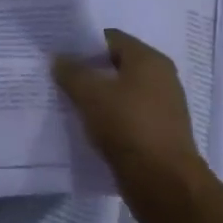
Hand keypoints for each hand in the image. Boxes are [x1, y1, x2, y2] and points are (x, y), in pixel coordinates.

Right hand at [54, 29, 210, 222]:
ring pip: (120, 92)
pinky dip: (107, 117)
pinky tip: (86, 125)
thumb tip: (60, 59)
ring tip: (67, 101)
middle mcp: (161, 79)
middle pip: (116, 64)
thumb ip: (71, 72)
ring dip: (97, 96)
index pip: (111, 38)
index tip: (59, 52)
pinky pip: (126, 116)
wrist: (164, 184)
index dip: (83, 42)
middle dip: (88, 70)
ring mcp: (162, 107)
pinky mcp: (158, 133)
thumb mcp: (90, 94)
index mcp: (149, 60)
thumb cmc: (128, 126)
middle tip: (58, 76)